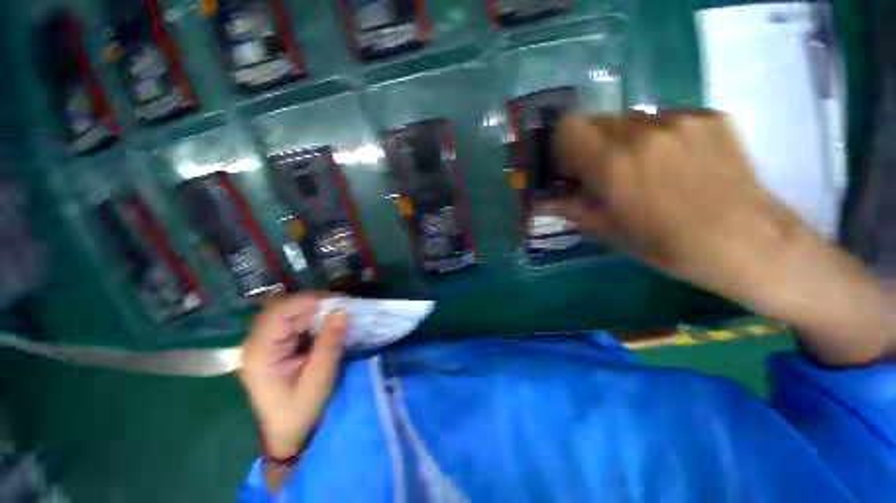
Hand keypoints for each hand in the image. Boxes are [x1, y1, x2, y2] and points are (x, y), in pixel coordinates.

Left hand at [238, 293, 347, 457]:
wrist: (287, 434)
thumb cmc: (300, 411)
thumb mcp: (320, 378)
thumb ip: (330, 342)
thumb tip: (343, 310)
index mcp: (260, 352)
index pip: (279, 312)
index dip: (308, 300)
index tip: (338, 301)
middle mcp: (256, 342)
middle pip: (282, 307)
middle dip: (314, 303)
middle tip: (341, 307)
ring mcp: (264, 342)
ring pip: (289, 311)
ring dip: (314, 310)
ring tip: (337, 314)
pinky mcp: (273, 344)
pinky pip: (293, 320)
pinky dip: (312, 318)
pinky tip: (326, 324)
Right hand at [552, 112, 890, 363]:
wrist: (749, 243)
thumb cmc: (670, 246)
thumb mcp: (612, 233)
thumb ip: (573, 210)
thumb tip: (542, 203)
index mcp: (613, 164)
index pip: (569, 128)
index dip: (564, 145)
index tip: (572, 166)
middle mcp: (643, 132)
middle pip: (598, 120)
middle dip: (593, 144)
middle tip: (605, 171)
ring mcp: (681, 120)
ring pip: (632, 119)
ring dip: (625, 140)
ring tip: (645, 169)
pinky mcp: (711, 117)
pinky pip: (667, 119)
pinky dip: (659, 137)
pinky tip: (677, 163)